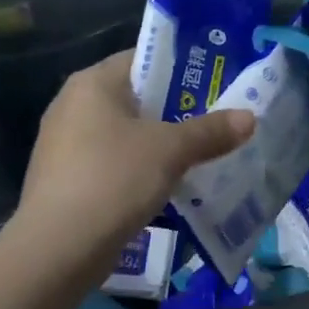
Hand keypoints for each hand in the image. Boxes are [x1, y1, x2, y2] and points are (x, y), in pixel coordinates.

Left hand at [10, 51, 254, 285]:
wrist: (58, 248)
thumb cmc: (113, 178)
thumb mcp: (171, 150)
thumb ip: (211, 131)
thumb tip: (249, 117)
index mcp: (93, 83)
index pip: (143, 59)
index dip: (181, 67)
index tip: (216, 82)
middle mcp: (73, 106)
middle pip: (136, 98)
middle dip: (176, 110)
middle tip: (218, 118)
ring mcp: (65, 145)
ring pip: (126, 134)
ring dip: (160, 143)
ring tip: (202, 153)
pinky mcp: (67, 180)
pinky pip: (114, 163)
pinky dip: (141, 169)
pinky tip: (169, 185)